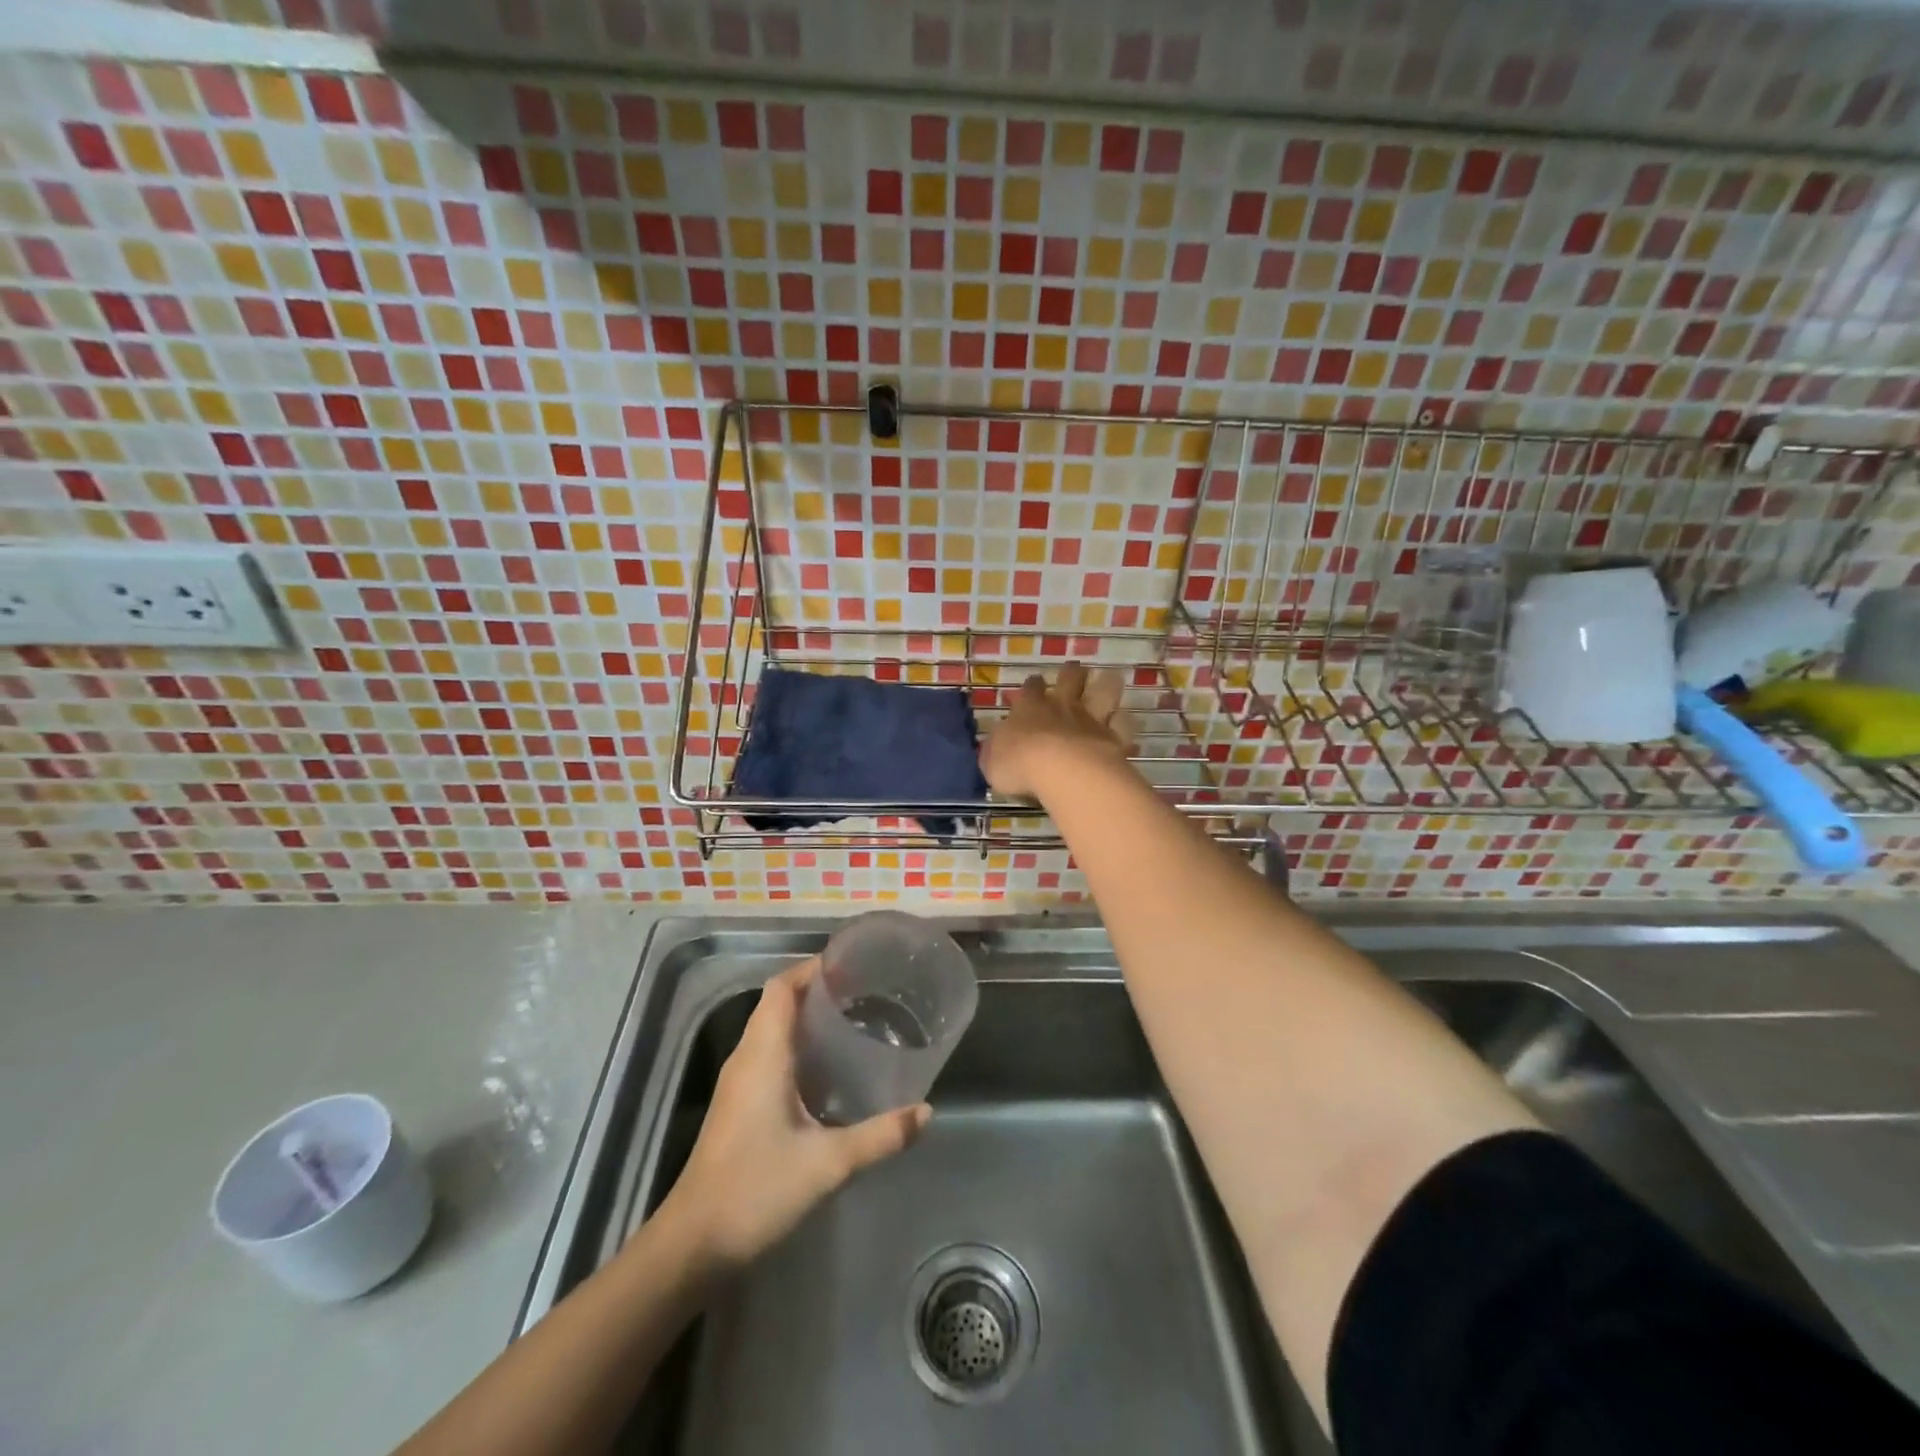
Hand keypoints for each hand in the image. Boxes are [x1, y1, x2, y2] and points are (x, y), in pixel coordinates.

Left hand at [661, 958, 929, 1267]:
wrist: (693, 1244)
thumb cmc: (756, 1190)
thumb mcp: (827, 1163)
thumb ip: (880, 1136)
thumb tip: (926, 1112)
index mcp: (763, 1054)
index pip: (782, 987)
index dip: (813, 968)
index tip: (853, 965)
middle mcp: (747, 1057)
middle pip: (778, 1001)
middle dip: (817, 989)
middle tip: (865, 990)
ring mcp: (739, 1081)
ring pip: (772, 1027)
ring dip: (807, 1016)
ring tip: (854, 1019)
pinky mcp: (738, 1104)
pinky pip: (770, 1053)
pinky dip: (798, 1044)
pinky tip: (829, 1067)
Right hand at [980, 662, 1135, 798]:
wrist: (1061, 770)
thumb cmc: (1018, 763)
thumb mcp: (992, 760)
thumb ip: (997, 748)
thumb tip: (999, 742)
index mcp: (1029, 708)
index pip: (1031, 688)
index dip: (1033, 685)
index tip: (1035, 684)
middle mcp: (1062, 706)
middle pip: (1070, 678)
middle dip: (1072, 673)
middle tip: (1075, 670)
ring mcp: (1091, 718)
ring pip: (1104, 691)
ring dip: (1106, 685)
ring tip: (1109, 681)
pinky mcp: (1114, 736)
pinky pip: (1123, 724)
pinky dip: (1124, 723)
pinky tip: (1125, 725)